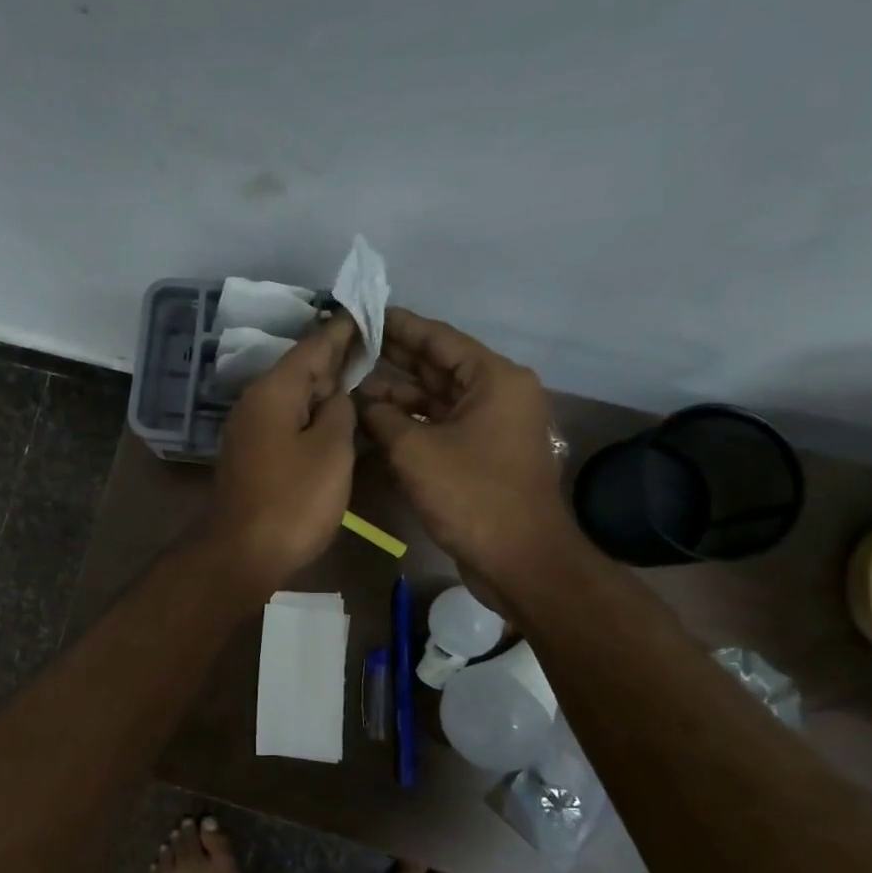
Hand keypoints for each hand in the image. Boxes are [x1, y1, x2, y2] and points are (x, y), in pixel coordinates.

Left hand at [205, 312, 358, 598]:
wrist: (242, 552)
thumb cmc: (293, 500)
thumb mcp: (331, 451)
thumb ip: (339, 412)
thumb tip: (336, 396)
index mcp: (274, 391)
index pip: (313, 346)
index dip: (342, 329)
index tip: (364, 310)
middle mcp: (256, 401)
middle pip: (301, 368)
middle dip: (335, 354)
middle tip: (371, 340)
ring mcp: (250, 428)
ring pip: (293, 394)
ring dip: (324, 384)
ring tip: (359, 371)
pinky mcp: (252, 453)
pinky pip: (287, 418)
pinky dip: (311, 411)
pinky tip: (332, 415)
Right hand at [357, 308, 575, 603]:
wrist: (519, 559)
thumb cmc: (471, 495)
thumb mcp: (415, 451)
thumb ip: (382, 418)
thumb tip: (363, 404)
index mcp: (494, 379)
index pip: (440, 338)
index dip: (400, 326)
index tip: (365, 313)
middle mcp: (498, 394)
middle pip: (439, 366)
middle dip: (395, 357)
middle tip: (352, 344)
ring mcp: (491, 426)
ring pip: (437, 399)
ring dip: (398, 394)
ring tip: (353, 384)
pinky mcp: (482, 454)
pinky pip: (441, 426)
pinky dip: (411, 423)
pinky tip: (375, 421)